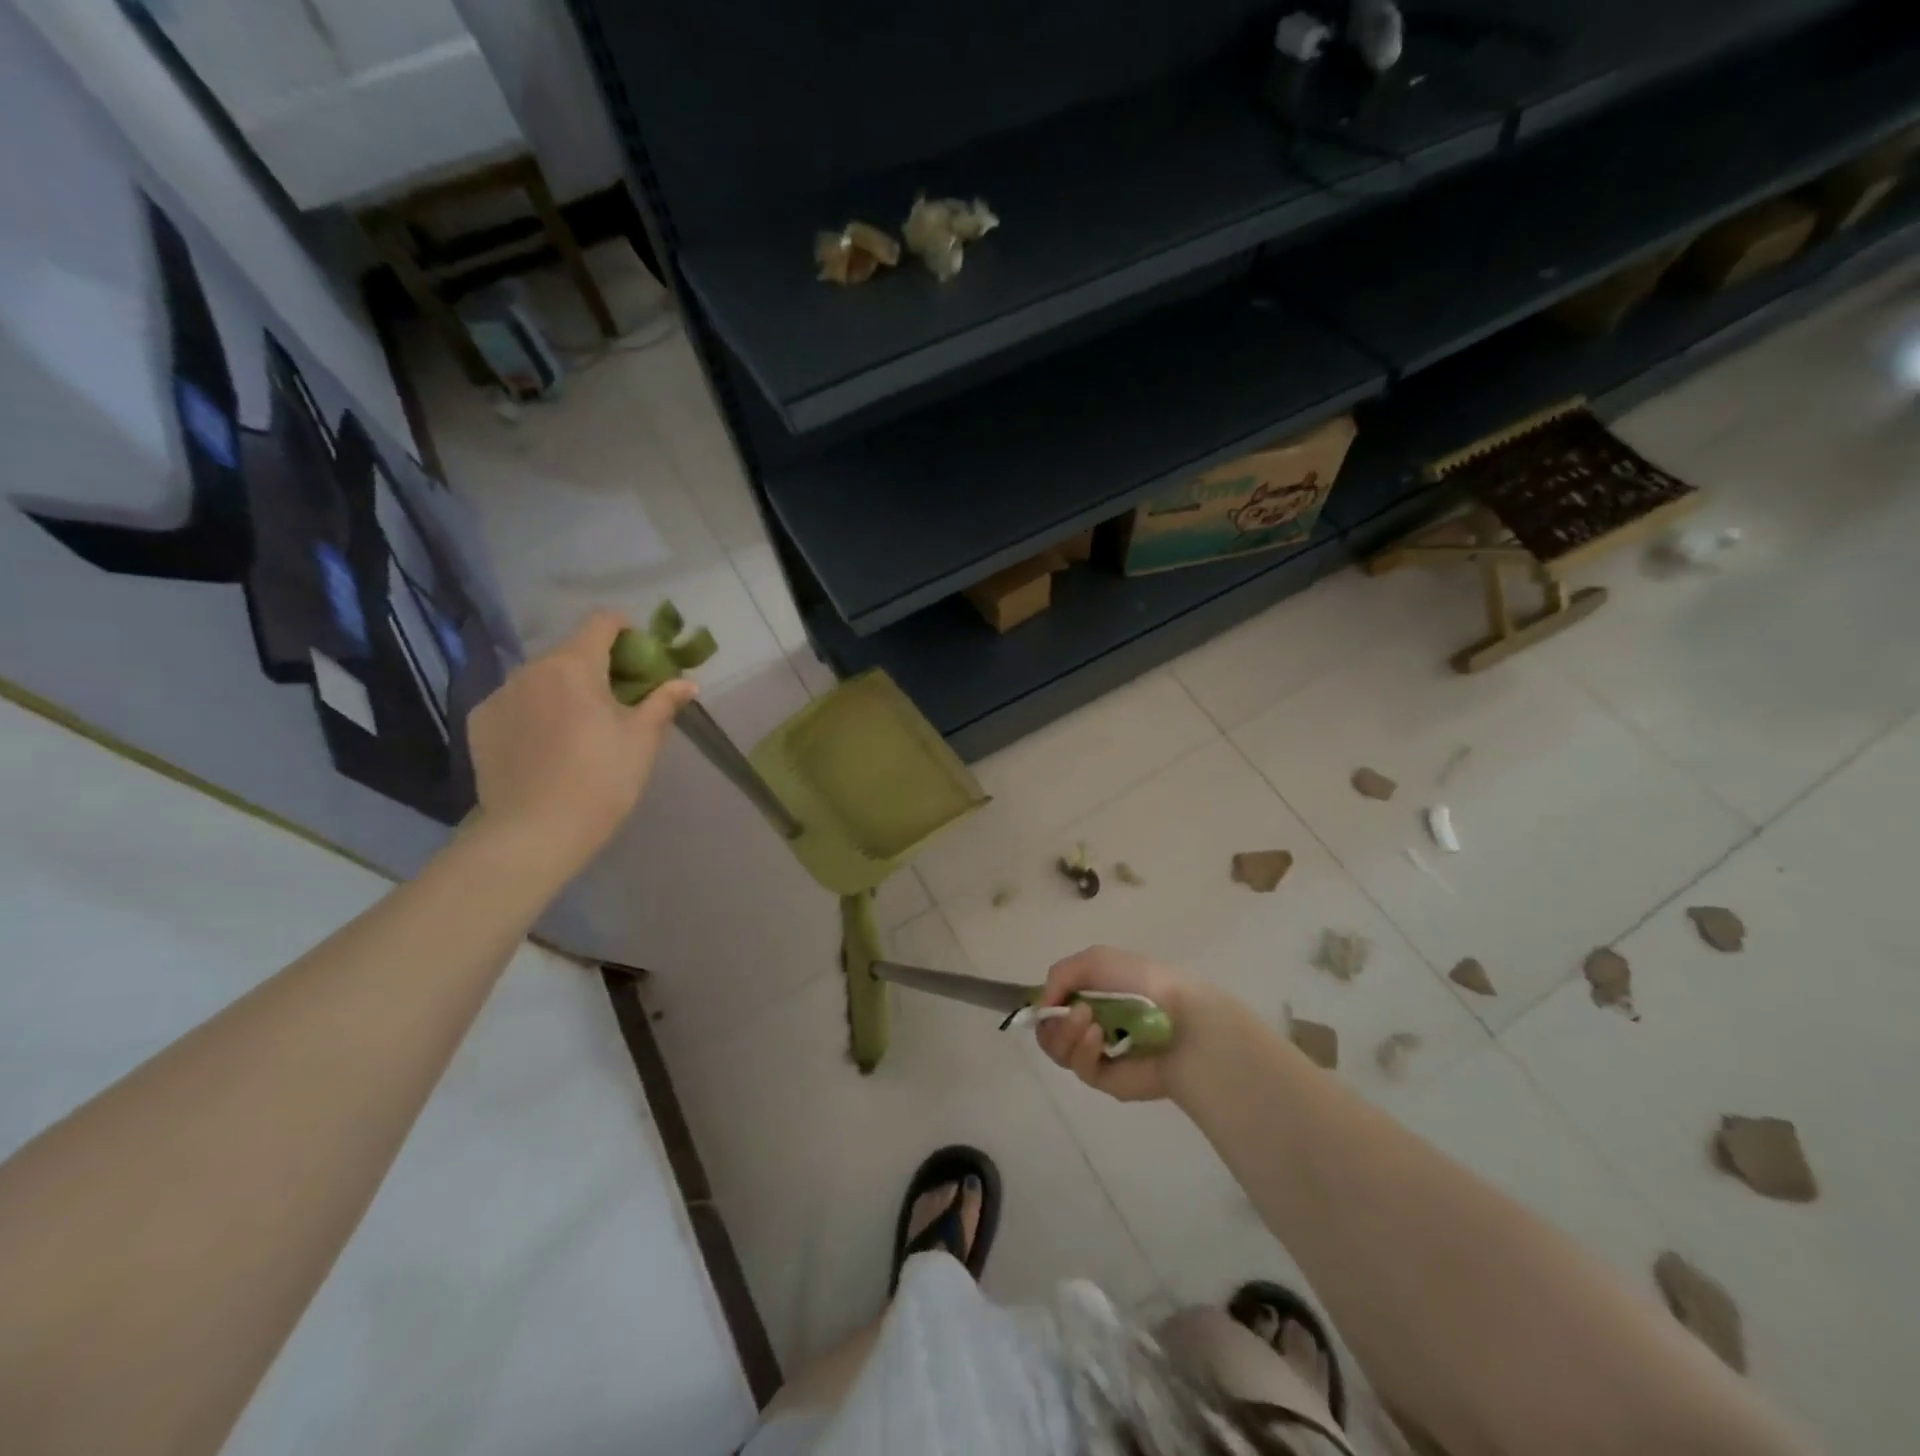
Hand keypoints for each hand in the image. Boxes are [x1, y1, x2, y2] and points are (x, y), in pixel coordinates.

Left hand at [466, 611, 695, 875]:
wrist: (535, 833)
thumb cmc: (602, 779)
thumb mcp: (643, 740)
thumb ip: (663, 702)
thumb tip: (687, 683)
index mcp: (575, 666)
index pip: (602, 622)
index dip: (626, 631)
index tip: (641, 656)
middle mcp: (531, 669)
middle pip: (571, 651)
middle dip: (598, 666)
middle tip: (619, 700)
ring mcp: (499, 695)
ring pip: (541, 678)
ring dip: (565, 689)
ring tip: (580, 727)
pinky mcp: (479, 722)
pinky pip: (516, 703)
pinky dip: (535, 711)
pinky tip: (547, 746)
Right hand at [1034, 946, 1213, 1102]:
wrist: (1180, 1018)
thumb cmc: (1140, 982)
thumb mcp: (1093, 960)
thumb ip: (1059, 975)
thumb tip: (1043, 1006)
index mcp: (1092, 995)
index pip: (1053, 1005)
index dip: (1045, 1005)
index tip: (1047, 1001)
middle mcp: (1092, 1023)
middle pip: (1049, 1030)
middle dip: (1055, 1020)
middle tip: (1076, 1012)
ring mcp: (1098, 1053)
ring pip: (1058, 1050)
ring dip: (1066, 1033)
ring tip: (1090, 1022)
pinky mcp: (1106, 1079)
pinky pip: (1079, 1067)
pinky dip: (1083, 1050)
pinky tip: (1099, 1039)